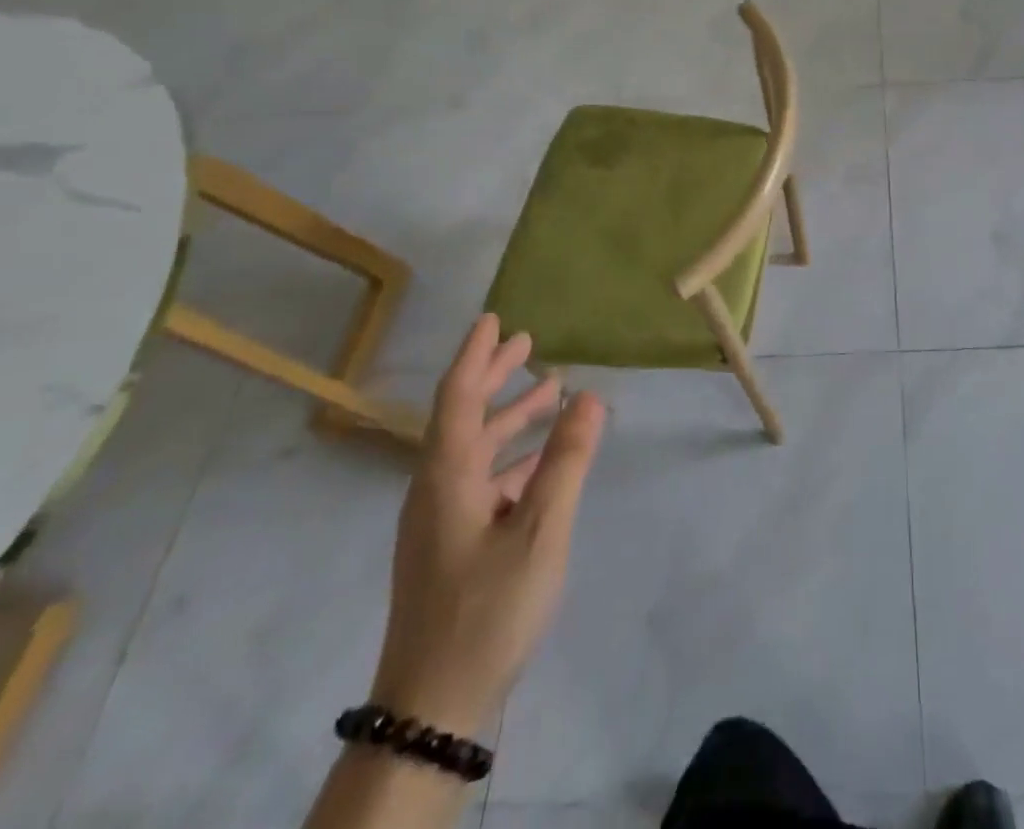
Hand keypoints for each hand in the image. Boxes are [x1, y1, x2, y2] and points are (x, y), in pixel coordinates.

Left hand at [371, 314, 605, 734]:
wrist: (434, 707)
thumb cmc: (488, 608)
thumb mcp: (540, 529)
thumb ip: (566, 460)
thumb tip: (589, 396)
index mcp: (447, 476)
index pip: (457, 396)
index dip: (476, 354)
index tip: (494, 318)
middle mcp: (436, 489)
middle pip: (464, 417)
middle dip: (495, 377)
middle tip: (528, 342)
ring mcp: (440, 520)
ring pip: (476, 450)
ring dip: (510, 418)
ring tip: (550, 392)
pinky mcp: (450, 546)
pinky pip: (482, 481)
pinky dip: (512, 458)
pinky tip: (542, 462)